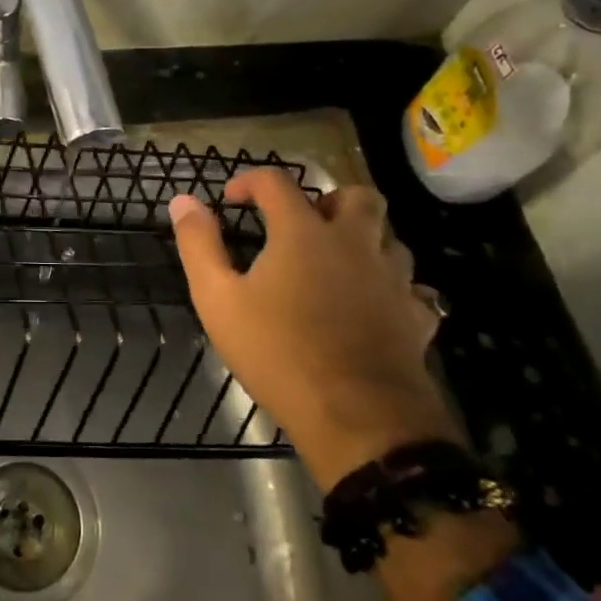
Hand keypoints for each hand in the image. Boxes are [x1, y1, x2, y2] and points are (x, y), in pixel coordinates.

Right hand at [169, 173, 457, 490]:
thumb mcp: (218, 299)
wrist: (358, 419)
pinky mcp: (416, 318)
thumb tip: (183, 200)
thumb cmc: (278, 352)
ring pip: (390, 240)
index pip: (277, 182)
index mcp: (304, 233)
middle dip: (328, 200)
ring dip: (364, 241)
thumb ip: (199, 244)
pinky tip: (373, 306)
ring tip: (336, 264)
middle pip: (357, 197)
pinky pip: (412, 289)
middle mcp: (355, 244)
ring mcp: (393, 280)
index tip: (230, 199)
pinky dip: (392, 288)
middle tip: (302, 225)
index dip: (250, 181)